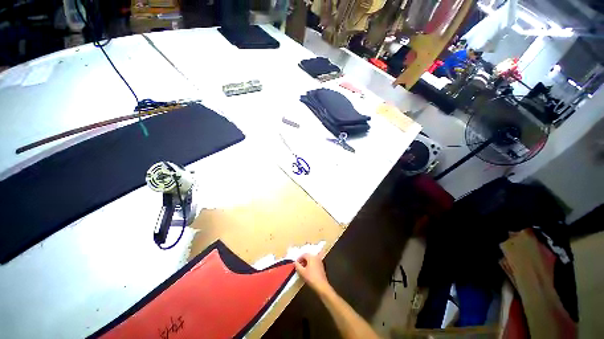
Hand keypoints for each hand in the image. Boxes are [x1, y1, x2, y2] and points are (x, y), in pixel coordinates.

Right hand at [295, 252, 331, 294]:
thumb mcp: (302, 272)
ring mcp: (319, 261)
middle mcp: (316, 257)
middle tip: (299, 266)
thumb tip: (295, 262)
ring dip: (306, 262)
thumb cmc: (311, 278)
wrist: (321, 285)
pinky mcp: (321, 266)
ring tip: (303, 268)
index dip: (299, 258)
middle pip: (308, 256)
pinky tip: (308, 270)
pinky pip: (314, 262)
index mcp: (311, 257)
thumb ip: (297, 266)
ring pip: (311, 259)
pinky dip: (310, 264)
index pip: (304, 254)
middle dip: (303, 260)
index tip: (296, 263)